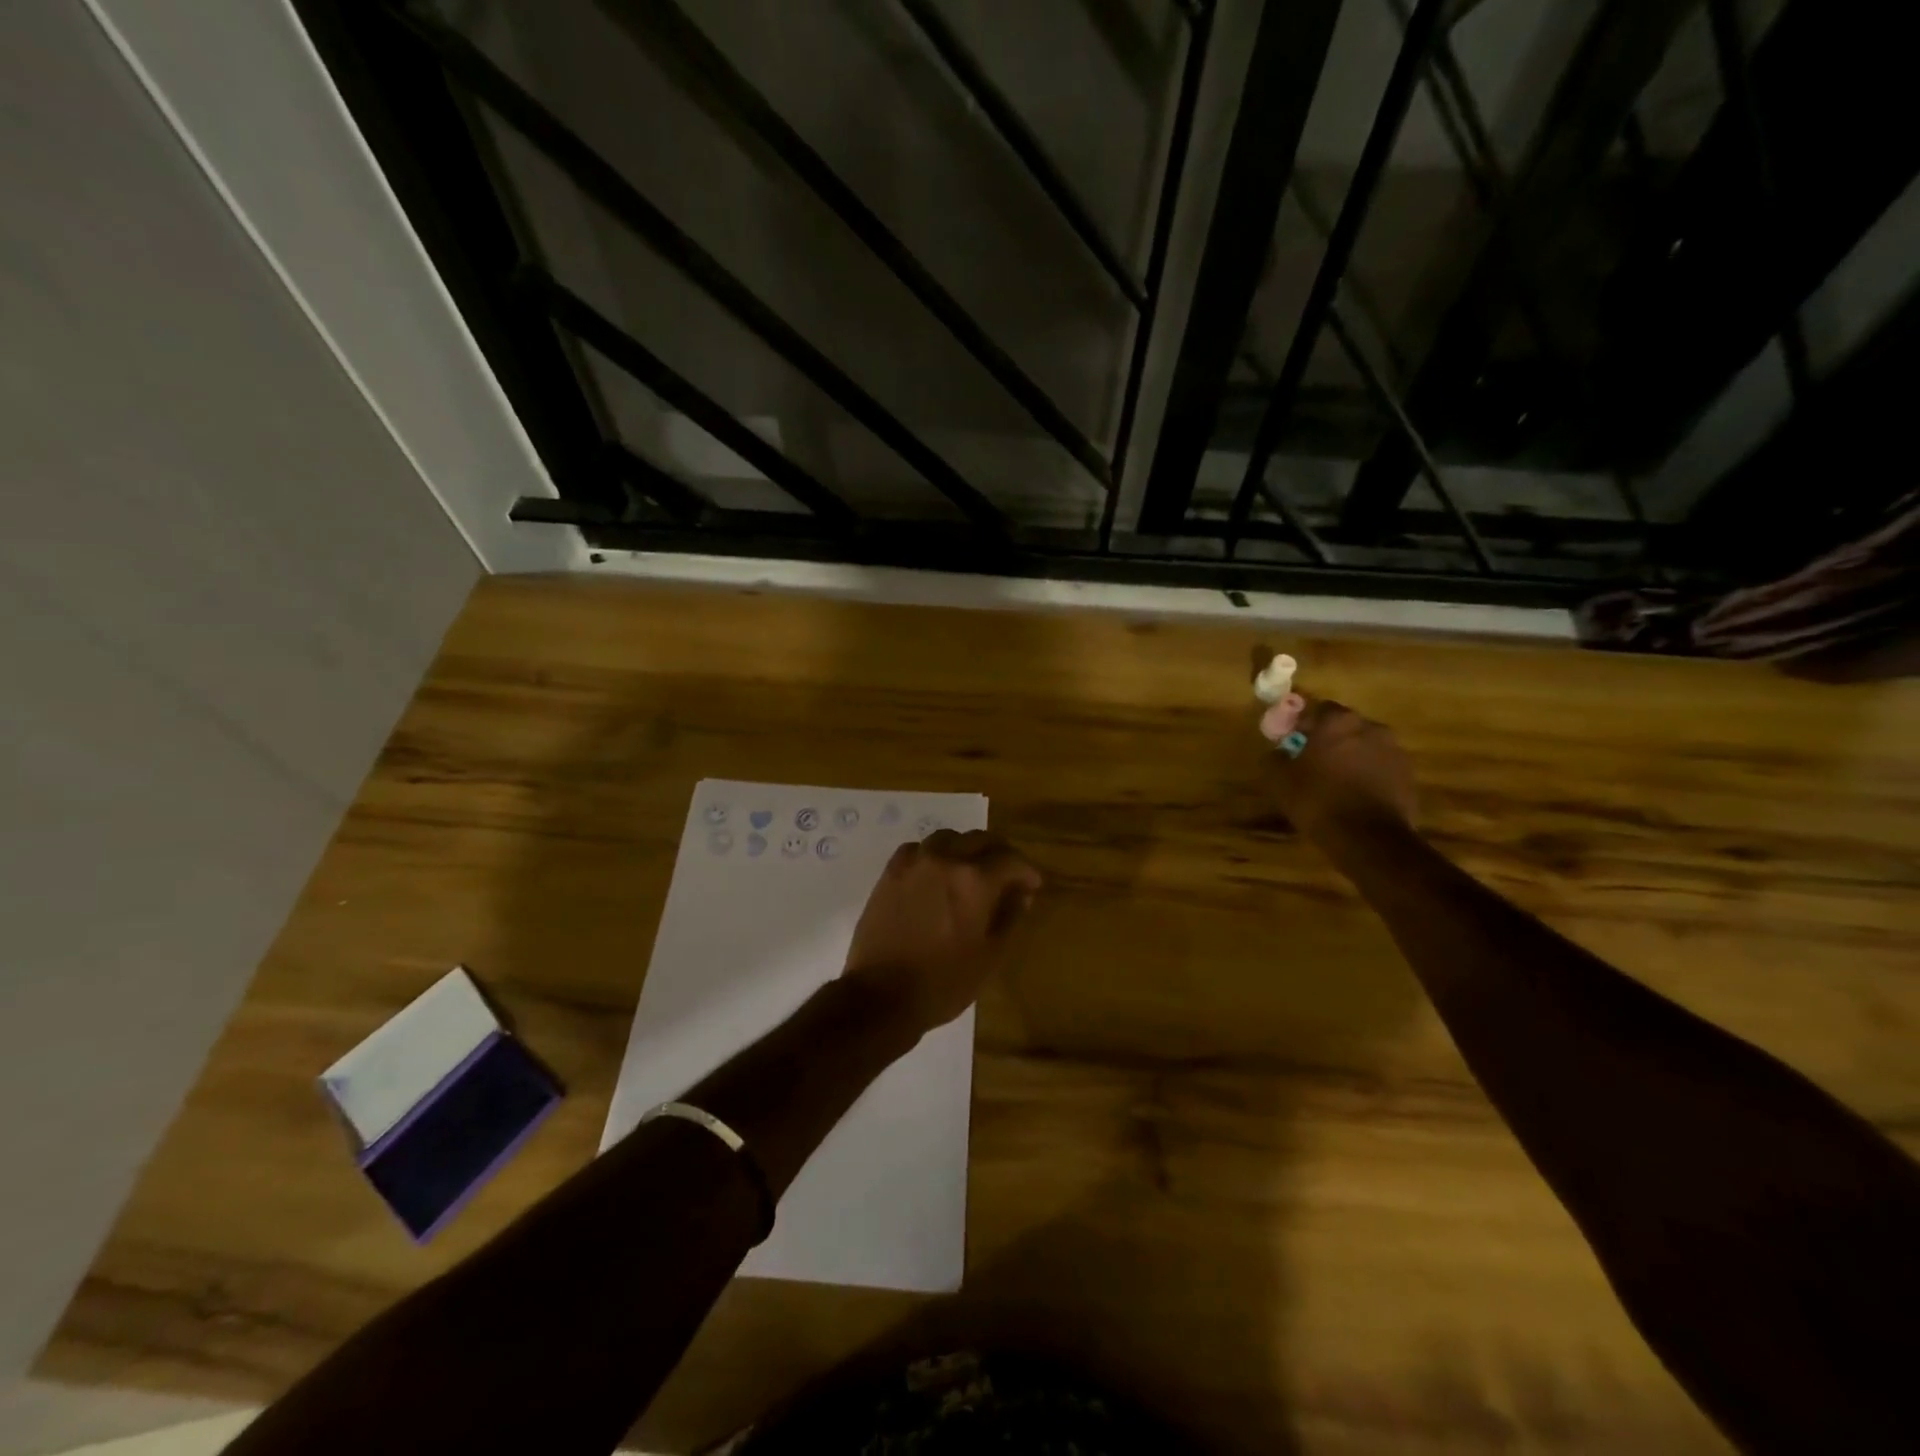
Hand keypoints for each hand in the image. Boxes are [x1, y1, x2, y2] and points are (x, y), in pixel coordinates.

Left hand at [841, 829, 1042, 1037]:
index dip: (1026, 871)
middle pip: (979, 840)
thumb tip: (1021, 893)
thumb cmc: (943, 983)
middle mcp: (945, 860)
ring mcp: (914, 863)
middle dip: (999, 853)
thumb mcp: (990, 956)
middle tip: (1007, 875)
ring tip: (970, 870)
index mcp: (975, 880)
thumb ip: (1009, 917)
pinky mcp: (890, 873)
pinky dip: (933, 854)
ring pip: (947, 838)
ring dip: (965, 849)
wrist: (881, 995)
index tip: (1032, 885)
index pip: (1010, 860)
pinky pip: (917, 849)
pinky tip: (936, 873)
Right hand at [1266, 697, 1418, 844]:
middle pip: (1344, 726)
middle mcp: (1370, 728)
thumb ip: (1274, 758)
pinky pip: (1380, 768)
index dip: (1301, 723)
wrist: (1369, 838)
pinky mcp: (1408, 776)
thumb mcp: (1280, 781)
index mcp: (1337, 722)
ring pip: (1365, 746)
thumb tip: (1277, 751)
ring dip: (1350, 756)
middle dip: (1328, 739)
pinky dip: (1367, 775)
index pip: (1316, 709)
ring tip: (1334, 780)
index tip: (1290, 740)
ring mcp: (1394, 751)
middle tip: (1311, 760)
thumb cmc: (1319, 801)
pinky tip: (1354, 796)